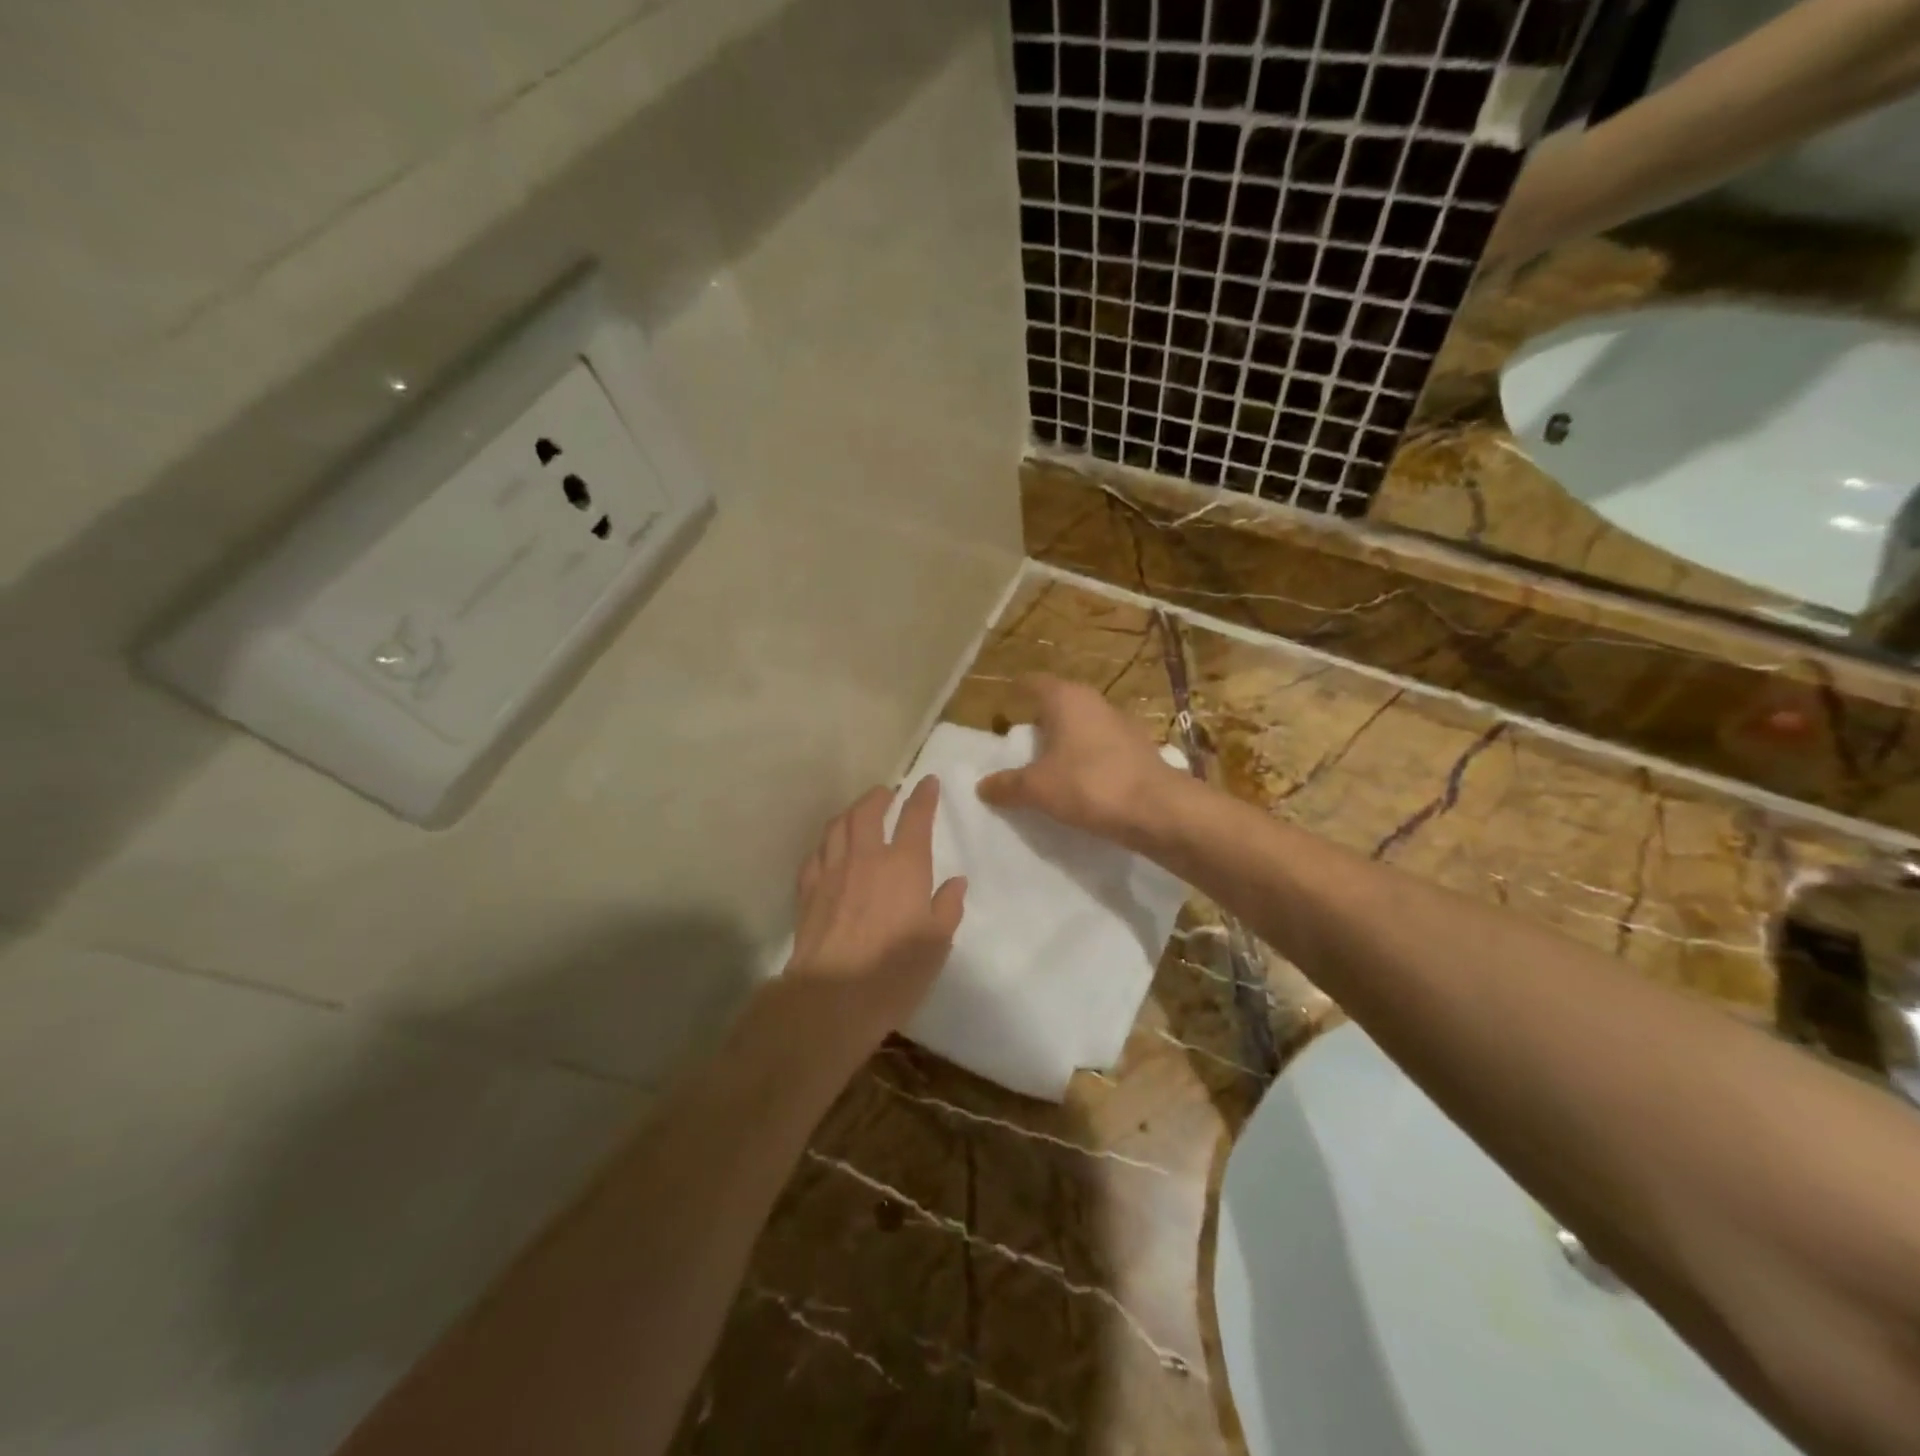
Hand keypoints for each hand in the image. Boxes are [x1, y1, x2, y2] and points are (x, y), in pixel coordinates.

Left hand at [783, 777, 966, 1055]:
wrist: (831, 996)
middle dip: (880, 796)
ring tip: (859, 813)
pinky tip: (829, 850)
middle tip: (888, 793)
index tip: (928, 782)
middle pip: (868, 811)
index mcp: (904, 865)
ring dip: (851, 812)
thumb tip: (956, 882)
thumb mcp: (937, 943)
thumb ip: (947, 907)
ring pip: (838, 826)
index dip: (923, 796)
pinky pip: (816, 854)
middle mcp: (866, 857)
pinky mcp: (808, 890)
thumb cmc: (894, 971)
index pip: (915, 817)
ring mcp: (832, 871)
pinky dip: (826, 843)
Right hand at [976, 674, 1182, 844]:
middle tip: (1020, 745)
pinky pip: (1102, 748)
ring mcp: (1121, 724)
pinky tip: (1080, 783)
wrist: (1159, 810)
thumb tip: (982, 786)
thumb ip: (1007, 785)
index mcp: (1066, 699)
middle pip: (1059, 704)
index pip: (1033, 683)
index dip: (1016, 692)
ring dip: (1065, 742)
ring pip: (1082, 726)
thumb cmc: (1090, 785)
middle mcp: (1094, 702)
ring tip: (1047, 767)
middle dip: (1040, 721)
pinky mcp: (1138, 749)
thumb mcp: (1038, 789)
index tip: (1003, 706)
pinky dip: (1087, 759)